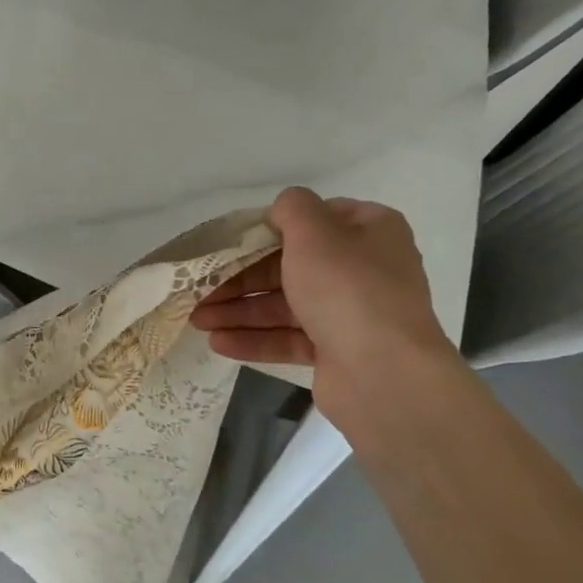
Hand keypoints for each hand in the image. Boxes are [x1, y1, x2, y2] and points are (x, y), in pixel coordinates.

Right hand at [191, 188, 458, 420]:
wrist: (383, 373)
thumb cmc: (347, 289)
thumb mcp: (314, 232)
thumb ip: (292, 208)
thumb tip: (281, 209)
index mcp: (371, 232)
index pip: (317, 220)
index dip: (273, 227)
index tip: (234, 241)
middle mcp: (365, 269)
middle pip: (291, 266)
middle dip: (241, 278)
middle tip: (201, 288)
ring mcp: (350, 313)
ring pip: (285, 305)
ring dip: (240, 311)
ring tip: (198, 320)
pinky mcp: (336, 351)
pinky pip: (288, 338)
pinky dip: (254, 339)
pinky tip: (217, 343)